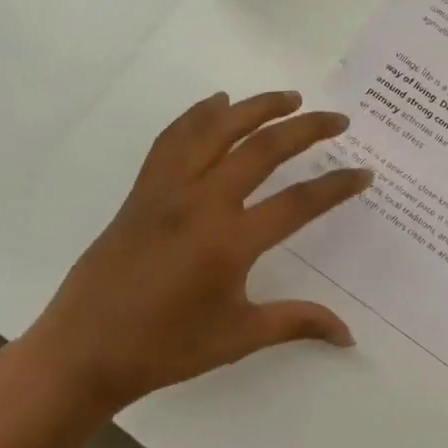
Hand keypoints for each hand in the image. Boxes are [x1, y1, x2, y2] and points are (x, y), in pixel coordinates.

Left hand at [27, 91, 372, 410]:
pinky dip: (198, 114)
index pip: (298, 202)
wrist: (83, 350)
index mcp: (230, 241)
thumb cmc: (165, 348)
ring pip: (217, 130)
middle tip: (336, 120)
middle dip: (306, 129)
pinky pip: (173, 139)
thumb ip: (297, 322)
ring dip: (255, 107)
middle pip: (263, 149)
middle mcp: (202, 202)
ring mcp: (168, 190)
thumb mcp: (238, 338)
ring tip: (287, 97)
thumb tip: (348, 335)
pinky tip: (216, 104)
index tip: (364, 172)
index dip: (336, 186)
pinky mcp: (143, 190)